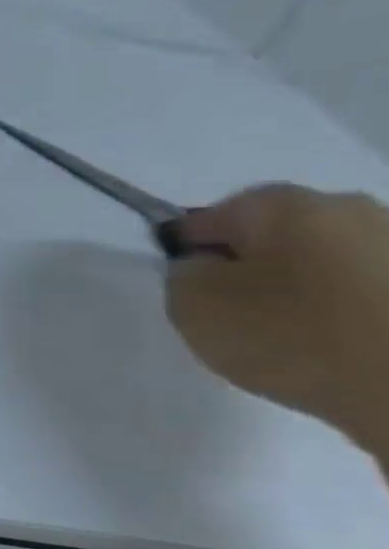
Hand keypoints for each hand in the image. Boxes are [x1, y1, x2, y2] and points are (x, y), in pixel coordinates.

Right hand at [166, 184, 388, 457]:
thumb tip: (206, 265)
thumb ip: (185, 272)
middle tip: (232, 311)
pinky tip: (336, 343)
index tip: (184, 288)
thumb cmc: (291, 334)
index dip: (189, 251)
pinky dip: (344, 309)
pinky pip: (363, 289)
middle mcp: (350, 208)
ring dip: (301, 285)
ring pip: (323, 259)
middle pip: (274, 234)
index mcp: (284, 204)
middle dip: (250, 264)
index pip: (208, 218)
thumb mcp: (192, 303)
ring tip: (290, 334)